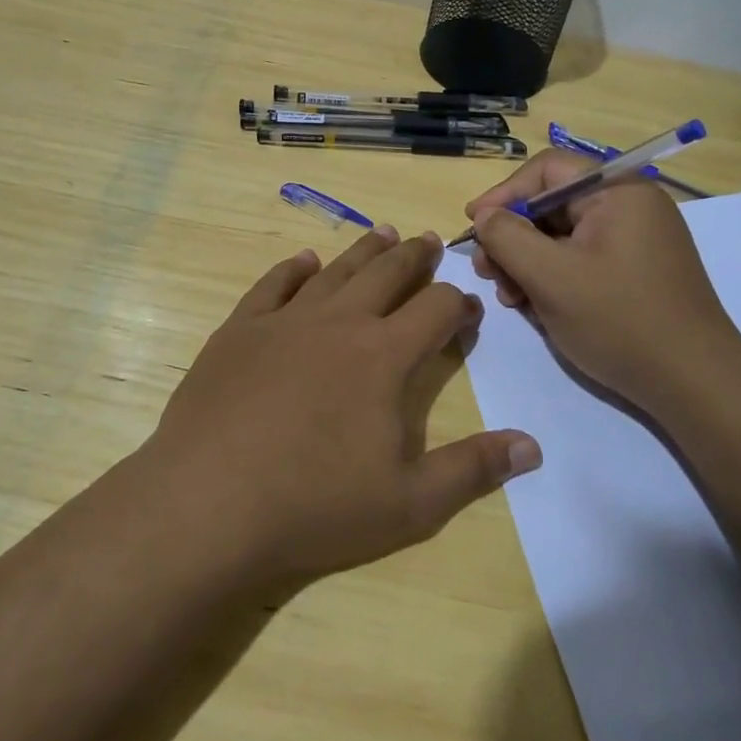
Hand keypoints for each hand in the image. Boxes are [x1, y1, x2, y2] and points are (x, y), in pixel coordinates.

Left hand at [140, 226, 541, 586]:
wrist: (208, 503)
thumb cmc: (315, 506)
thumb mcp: (409, 504)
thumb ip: (473, 470)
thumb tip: (532, 446)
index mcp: (384, 356)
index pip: (436, 310)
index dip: (458, 303)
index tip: (468, 305)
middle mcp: (339, 322)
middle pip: (387, 273)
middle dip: (415, 257)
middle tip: (429, 241)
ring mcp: (285, 320)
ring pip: (336, 270)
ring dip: (364, 251)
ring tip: (384, 233)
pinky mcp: (240, 330)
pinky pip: (274, 284)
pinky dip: (294, 269)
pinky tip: (305, 262)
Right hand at [465, 150, 740, 408]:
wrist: (694, 384)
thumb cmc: (620, 321)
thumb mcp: (551, 277)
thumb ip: (508, 237)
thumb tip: (485, 216)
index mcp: (617, 191)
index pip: (548, 170)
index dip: (504, 193)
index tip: (473, 225)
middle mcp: (630, 206)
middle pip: (553, 204)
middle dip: (513, 235)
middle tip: (486, 271)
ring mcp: (635, 240)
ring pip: (563, 235)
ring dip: (527, 261)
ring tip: (509, 297)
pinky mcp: (635, 270)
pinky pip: (582, 258)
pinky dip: (553, 276)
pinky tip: (534, 306)